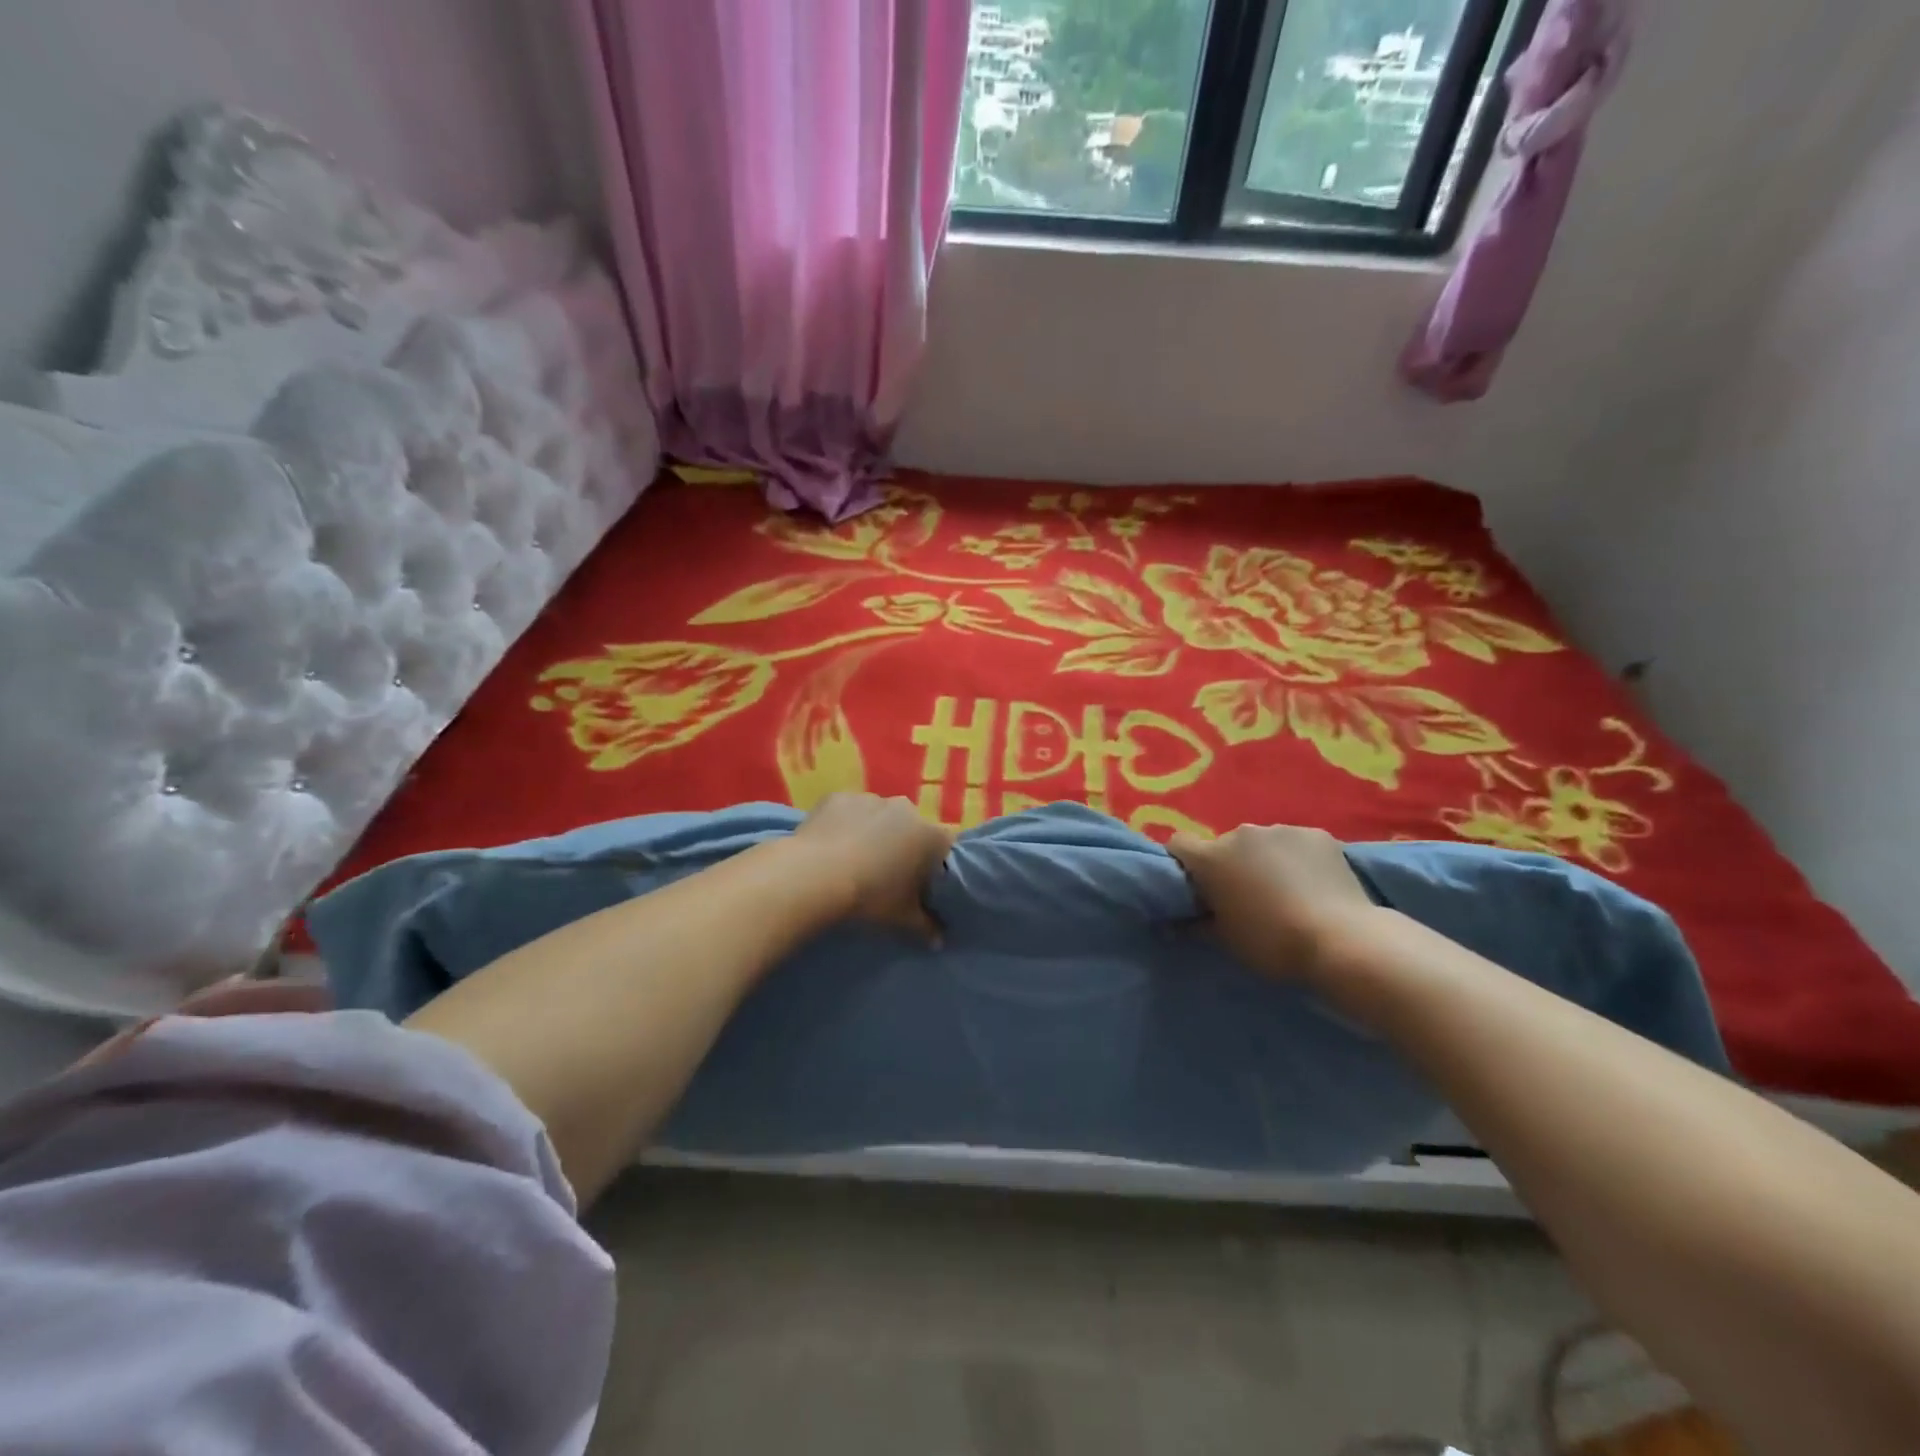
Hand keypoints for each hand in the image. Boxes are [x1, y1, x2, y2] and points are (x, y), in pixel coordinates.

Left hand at [792, 793, 955, 939]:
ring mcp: (871, 799)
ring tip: (854, 861)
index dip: (934, 864)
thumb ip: (926, 927)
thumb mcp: (902, 918)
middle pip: (912, 827)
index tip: (921, 883)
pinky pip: (849, 811)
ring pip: (879, 816)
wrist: (814, 875)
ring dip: (873, 833)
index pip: (945, 846)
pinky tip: (831, 846)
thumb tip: (939, 941)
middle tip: (886, 874)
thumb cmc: (869, 896)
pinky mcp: (839, 797)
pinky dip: (845, 824)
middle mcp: (906, 809)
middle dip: (903, 845)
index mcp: (930, 835)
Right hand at [1167, 824, 1376, 980]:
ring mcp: (1281, 830)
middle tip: (1247, 896)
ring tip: (1286, 891)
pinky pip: (1296, 843)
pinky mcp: (1318, 834)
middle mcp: (1241, 833)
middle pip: (1224, 845)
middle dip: (1230, 865)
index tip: (1196, 886)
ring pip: (1262, 843)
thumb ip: (1197, 924)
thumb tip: (1178, 921)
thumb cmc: (1272, 944)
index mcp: (1211, 858)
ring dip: (1265, 860)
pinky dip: (1298, 859)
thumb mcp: (1226, 941)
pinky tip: (1314, 884)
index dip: (1183, 863)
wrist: (1342, 941)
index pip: (1179, 844)